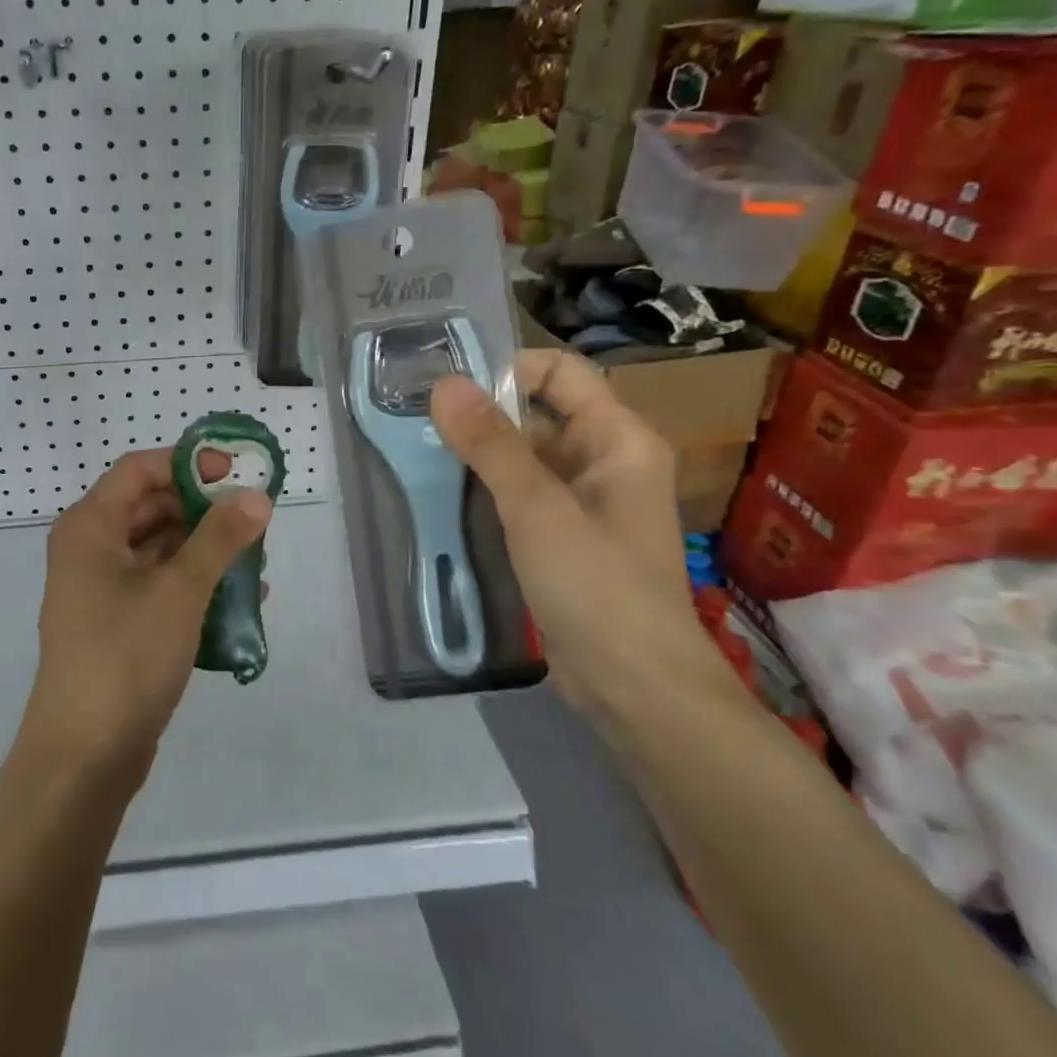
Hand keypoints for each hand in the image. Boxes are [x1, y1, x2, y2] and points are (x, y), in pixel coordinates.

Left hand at [24, 448, 272, 784]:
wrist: (83, 757)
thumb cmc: (125, 657)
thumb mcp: (180, 590)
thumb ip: (220, 538)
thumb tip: (256, 496)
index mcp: (90, 526)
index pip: (140, 469)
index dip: (188, 462)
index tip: (235, 472)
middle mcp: (91, 549)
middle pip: (152, 507)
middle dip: (204, 511)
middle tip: (254, 520)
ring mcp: (102, 589)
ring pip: (160, 550)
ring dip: (206, 551)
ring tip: (256, 562)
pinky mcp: (117, 624)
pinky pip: (160, 587)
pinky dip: (195, 586)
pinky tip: (240, 601)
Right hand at [431, 350, 734, 719]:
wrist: (636, 687)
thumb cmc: (598, 586)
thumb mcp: (538, 509)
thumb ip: (490, 444)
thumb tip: (444, 384)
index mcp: (618, 438)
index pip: (560, 371)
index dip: (508, 369)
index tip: (450, 389)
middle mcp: (604, 459)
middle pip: (538, 410)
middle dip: (483, 412)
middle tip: (420, 421)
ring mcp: (584, 499)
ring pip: (524, 453)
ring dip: (479, 451)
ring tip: (422, 453)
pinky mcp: (563, 534)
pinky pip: (521, 491)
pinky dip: (487, 486)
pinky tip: (445, 494)